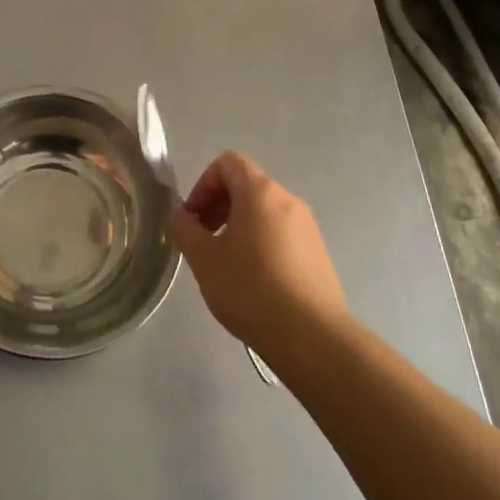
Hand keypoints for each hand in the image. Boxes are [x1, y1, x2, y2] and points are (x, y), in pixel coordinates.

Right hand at [170, 152, 347, 357]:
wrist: (312, 337)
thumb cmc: (251, 289)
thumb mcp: (204, 259)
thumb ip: (185, 230)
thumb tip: (181, 216)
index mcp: (260, 192)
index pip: (228, 163)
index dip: (203, 184)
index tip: (195, 219)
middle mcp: (288, 200)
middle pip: (246, 186)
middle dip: (219, 206)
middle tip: (204, 242)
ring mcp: (308, 227)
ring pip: (264, 212)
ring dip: (239, 227)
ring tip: (227, 266)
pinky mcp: (319, 253)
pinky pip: (282, 234)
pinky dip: (262, 244)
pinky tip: (255, 282)